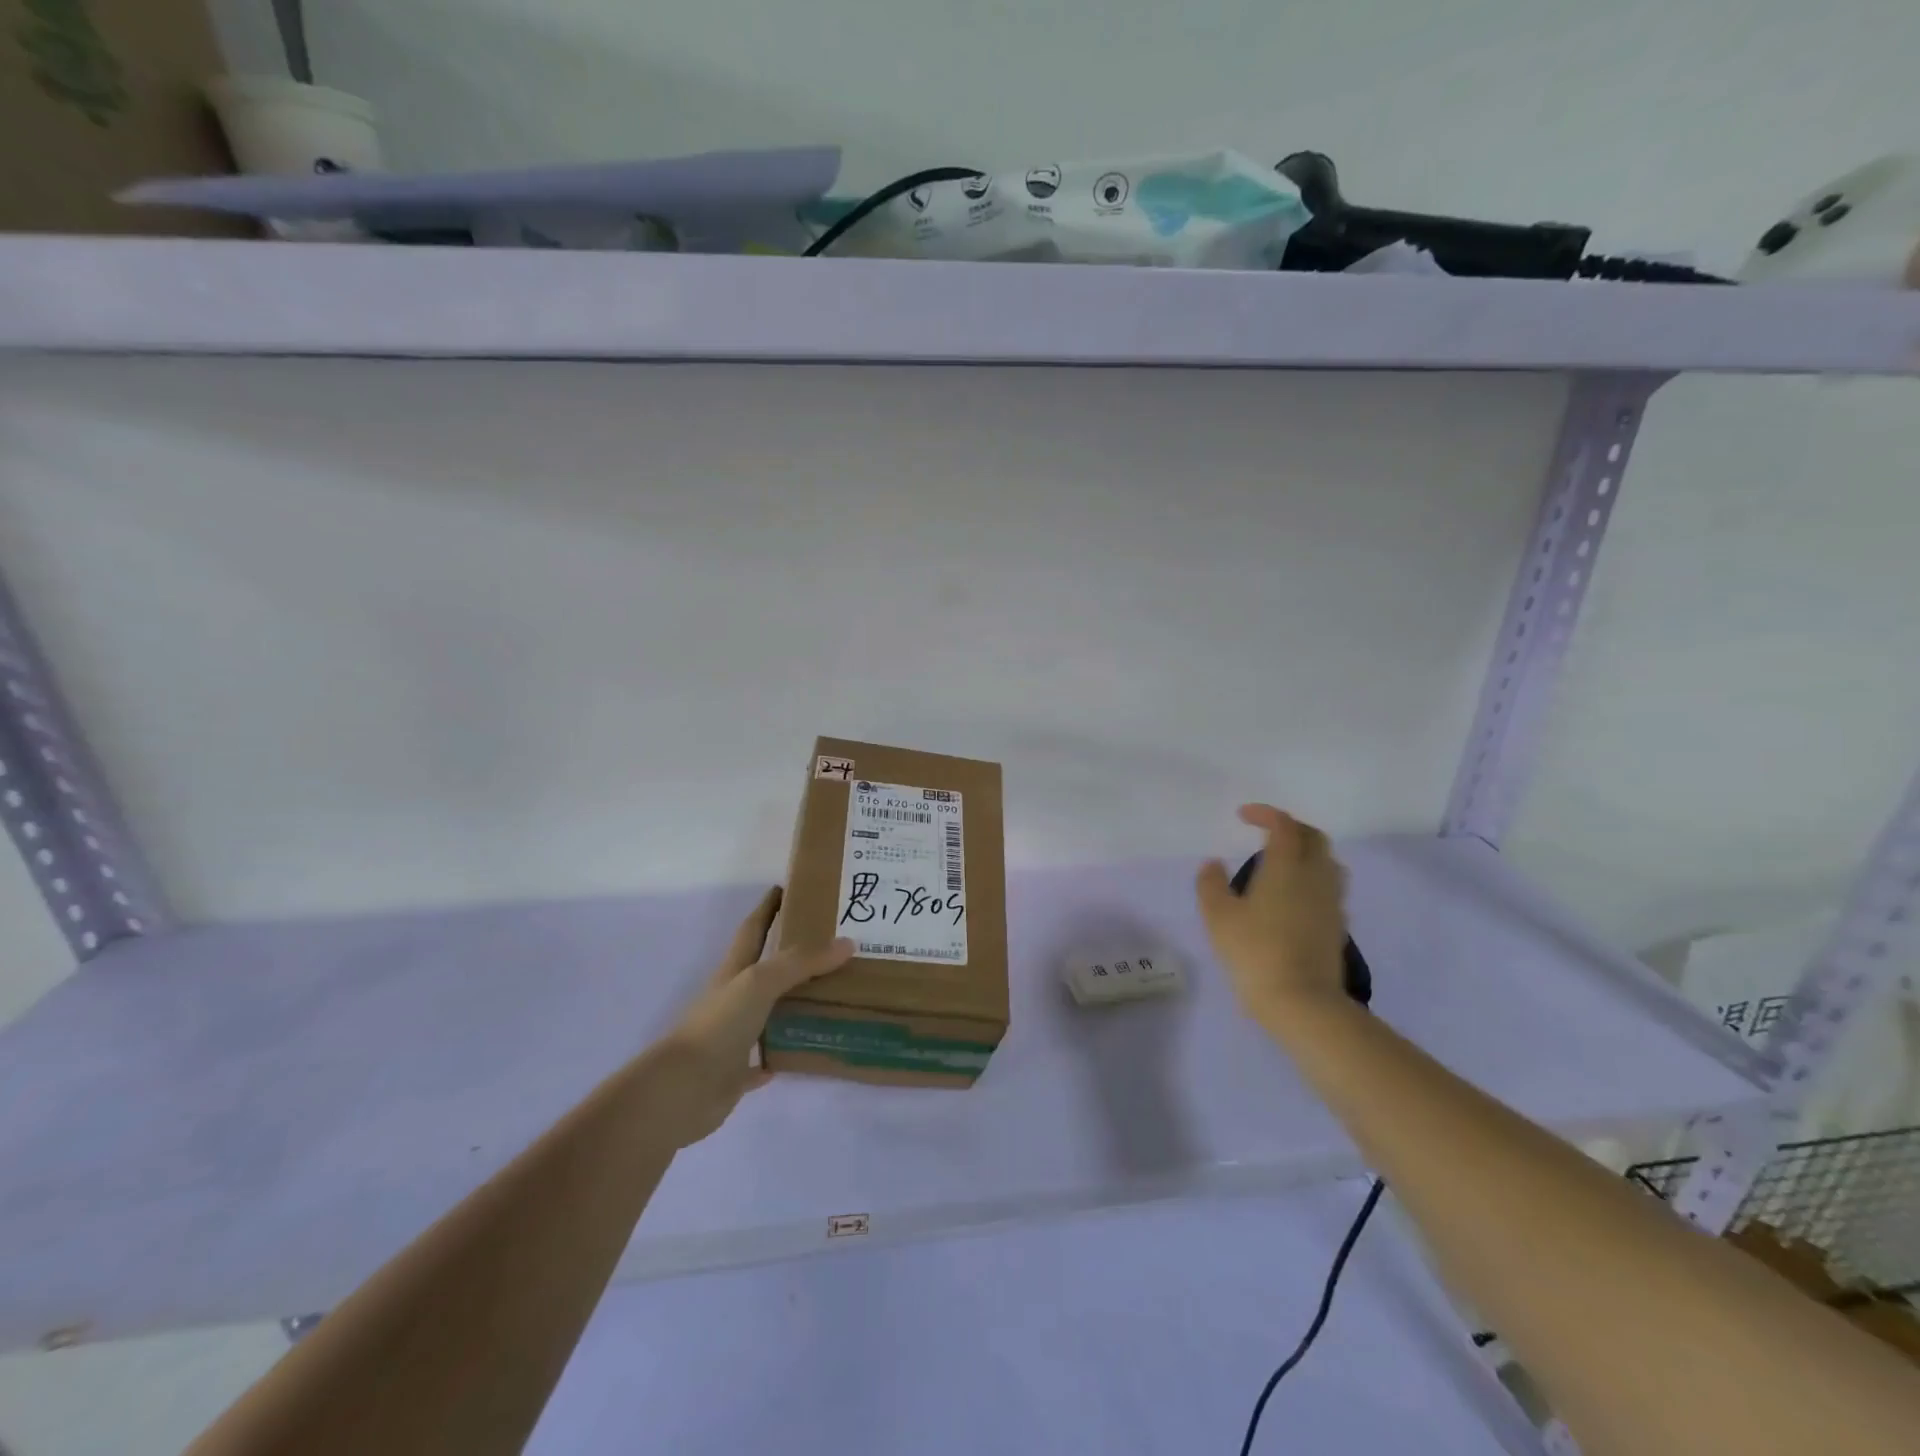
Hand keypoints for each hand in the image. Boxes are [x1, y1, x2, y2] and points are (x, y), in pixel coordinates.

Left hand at [647, 888, 852, 1147]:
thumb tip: (848, 943)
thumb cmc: (719, 1025)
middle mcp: (732, 999)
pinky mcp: (734, 1072)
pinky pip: (761, 1060)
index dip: (767, 908)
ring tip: (830, 995)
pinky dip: (778, 1053)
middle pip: (764, 970)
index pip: (753, 930)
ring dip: (791, 1004)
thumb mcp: (761, 982)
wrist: (682, 1090)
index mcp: (734, 972)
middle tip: (829, 945)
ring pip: (767, 1013)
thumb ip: (802, 962)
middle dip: (790, 955)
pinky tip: (801, 1050)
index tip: (784, 888)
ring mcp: (732, 1036)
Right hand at [1196, 805, 1351, 1034]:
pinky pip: (1329, 888)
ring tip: (1281, 864)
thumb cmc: (1255, 952)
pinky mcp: (1337, 927)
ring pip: (1327, 863)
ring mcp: (1331, 903)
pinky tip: (1292, 897)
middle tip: (1265, 833)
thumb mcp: (1218, 917)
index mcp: (1286, 867)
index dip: (1265, 814)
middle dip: (1291, 828)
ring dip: (1306, 853)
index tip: (1243, 816)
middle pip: (1314, 838)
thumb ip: (1211, 884)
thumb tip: (1213, 864)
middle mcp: (1315, 877)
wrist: (1303, 1003)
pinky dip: (1311, 879)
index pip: (1284, 825)